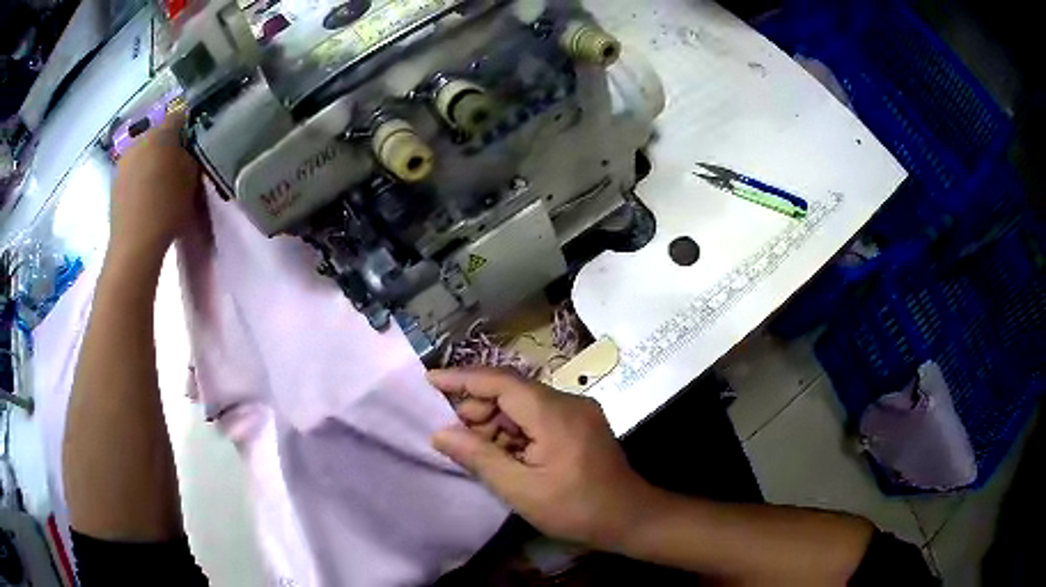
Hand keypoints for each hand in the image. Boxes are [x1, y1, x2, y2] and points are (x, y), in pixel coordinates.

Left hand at [109, 111, 200, 256]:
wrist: (135, 245)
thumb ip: (190, 156)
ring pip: (143, 153)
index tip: (193, 147)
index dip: (188, 129)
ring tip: (158, 186)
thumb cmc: (167, 208)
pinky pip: (132, 172)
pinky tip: (144, 198)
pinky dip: (139, 179)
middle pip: (158, 135)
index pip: (179, 116)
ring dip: (151, 162)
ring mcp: (124, 161)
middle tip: (176, 168)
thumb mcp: (191, 178)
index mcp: (161, 133)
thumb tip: (185, 150)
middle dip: (167, 146)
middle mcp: (140, 140)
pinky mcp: (114, 182)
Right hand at [429, 368, 658, 549]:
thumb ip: (479, 458)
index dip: (463, 378)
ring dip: (496, 423)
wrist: (631, 518)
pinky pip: (539, 416)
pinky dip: (516, 431)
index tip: (430, 381)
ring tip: (476, 451)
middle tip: (453, 435)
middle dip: (478, 409)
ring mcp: (578, 411)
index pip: (501, 381)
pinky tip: (504, 454)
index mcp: (554, 414)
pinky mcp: (581, 423)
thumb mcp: (521, 490)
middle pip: (512, 391)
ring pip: (524, 404)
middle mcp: (568, 402)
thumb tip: (440, 433)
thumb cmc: (576, 509)